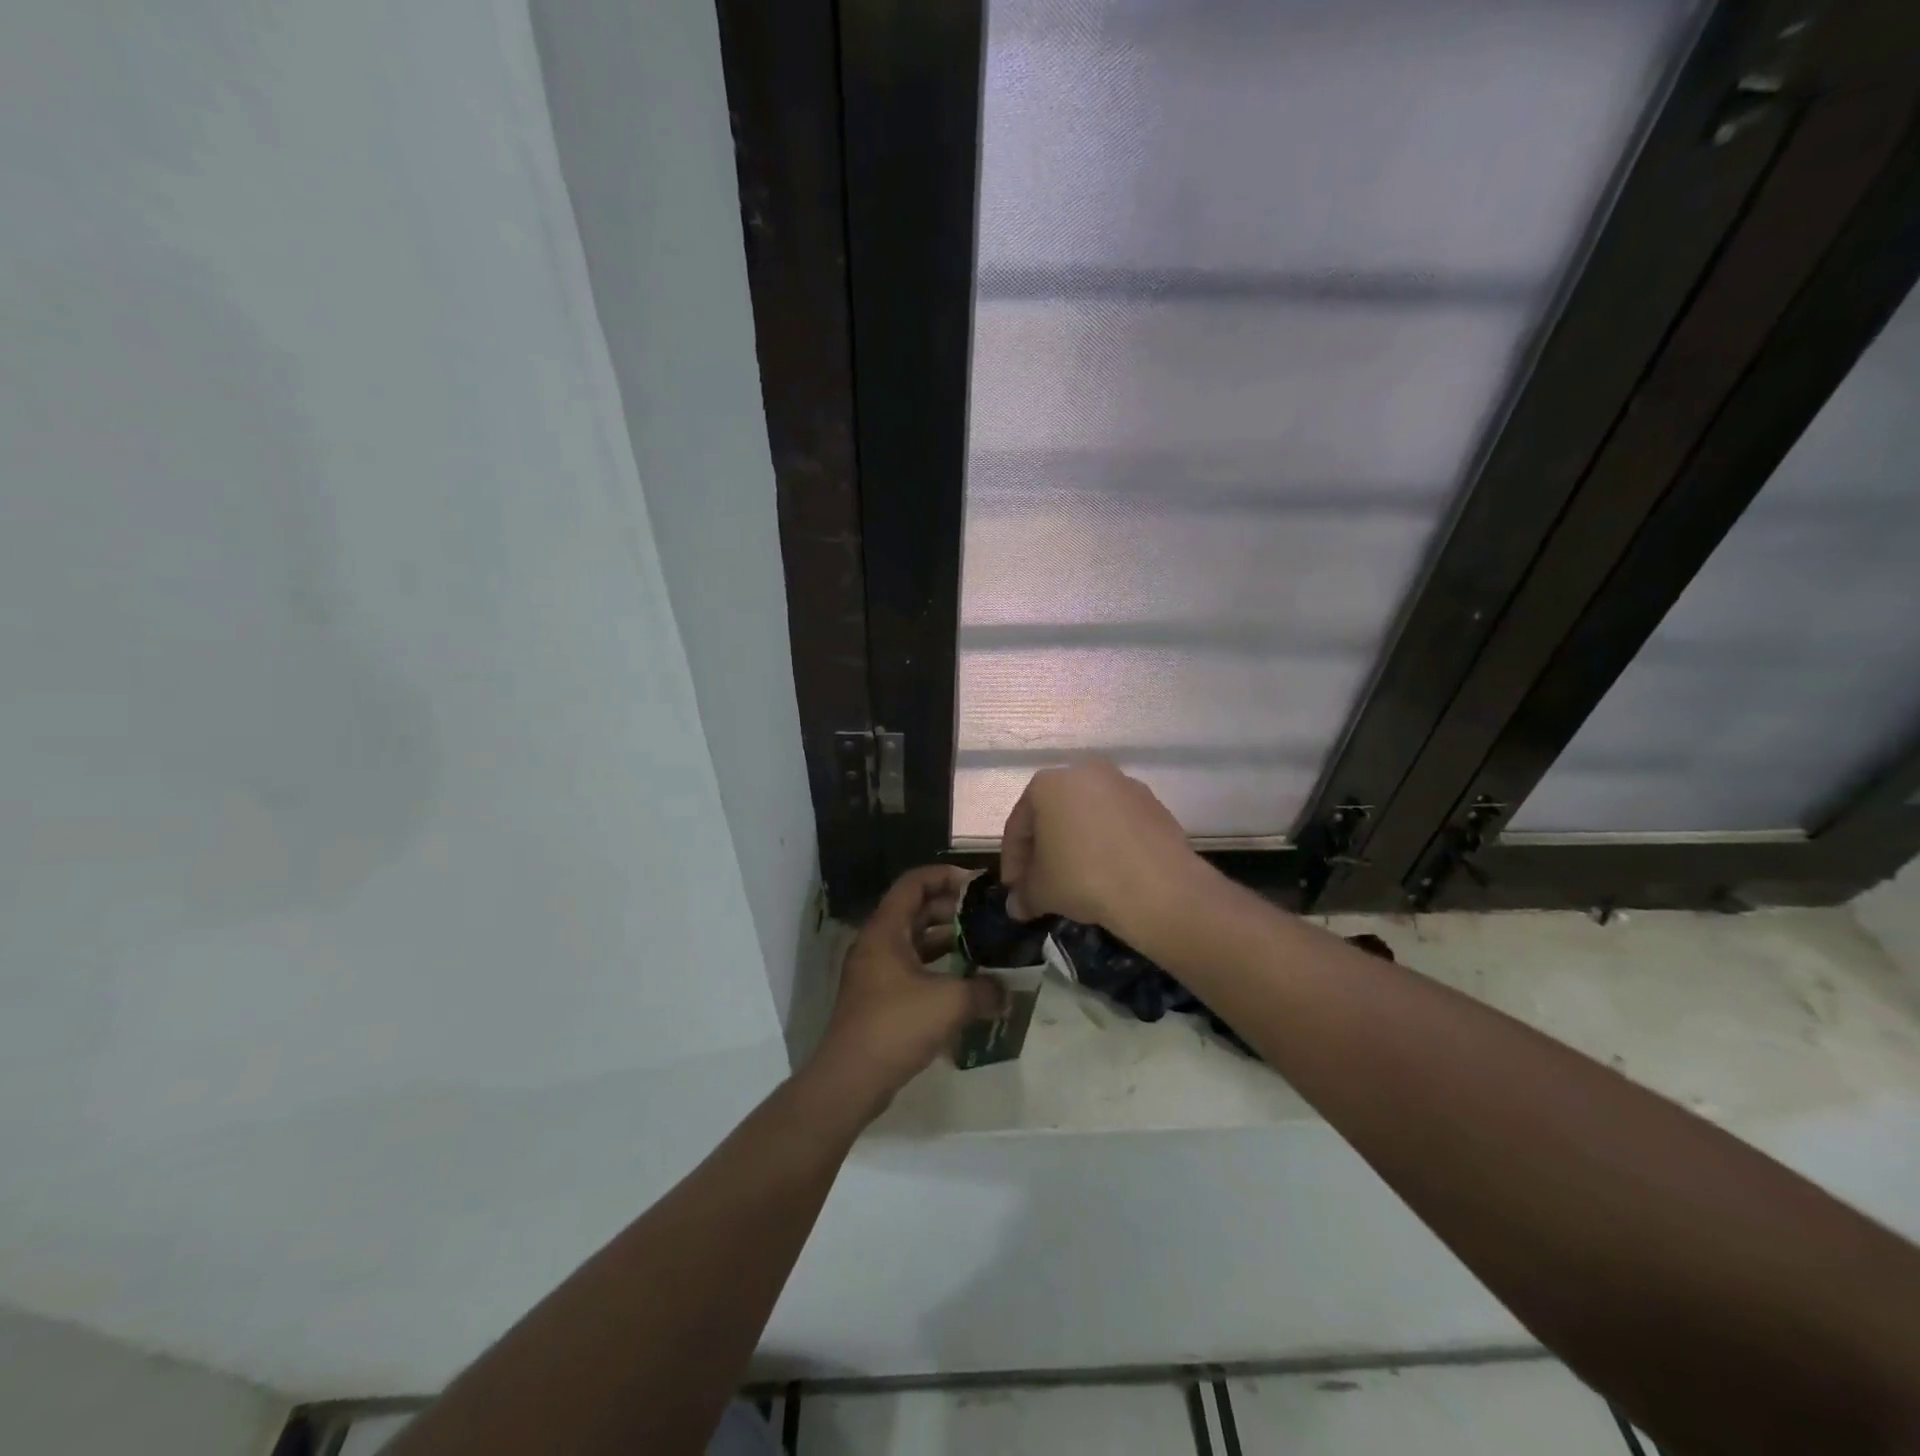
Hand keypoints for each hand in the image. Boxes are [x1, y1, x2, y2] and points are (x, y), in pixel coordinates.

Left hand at [810, 865, 1003, 1114]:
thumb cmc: (896, 1026)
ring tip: (982, 946)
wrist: (850, 1080)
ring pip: (913, 941)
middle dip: (951, 909)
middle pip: (914, 910)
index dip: (944, 876)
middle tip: (986, 916)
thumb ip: (985, 990)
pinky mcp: (878, 999)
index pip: (913, 883)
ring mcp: (875, 972)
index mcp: (885, 930)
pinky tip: (964, 983)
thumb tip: (1007, 992)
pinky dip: (936, 968)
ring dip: (945, 940)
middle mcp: (876, 944)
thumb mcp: (950, 1003)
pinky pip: (910, 968)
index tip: (977, 884)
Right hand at [1000, 760, 1205, 939]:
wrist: (1159, 887)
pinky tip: (1109, 872)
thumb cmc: (1084, 878)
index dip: (1013, 860)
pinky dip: (1108, 844)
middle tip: (1041, 883)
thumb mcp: (1042, 891)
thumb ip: (1025, 895)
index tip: (1014, 888)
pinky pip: (1118, 824)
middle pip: (1054, 815)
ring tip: (1076, 879)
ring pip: (1088, 817)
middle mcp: (1085, 773)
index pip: (1019, 824)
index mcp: (1048, 784)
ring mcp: (1123, 785)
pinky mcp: (1154, 803)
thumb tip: (1018, 906)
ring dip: (1077, 845)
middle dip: (1045, 850)